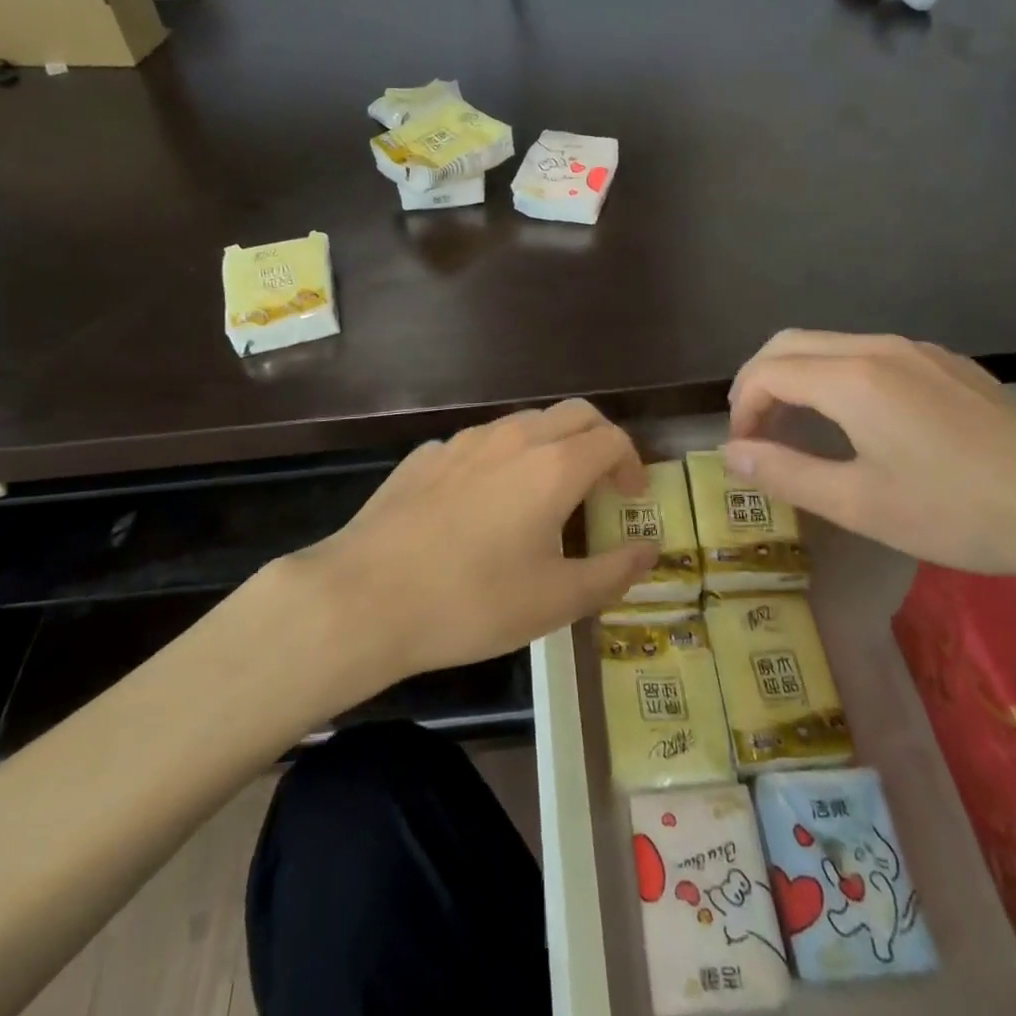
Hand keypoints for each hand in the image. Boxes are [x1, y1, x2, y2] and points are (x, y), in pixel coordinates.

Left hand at [293, 400, 658, 683]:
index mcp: (553, 466)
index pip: (611, 438)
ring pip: (524, 423)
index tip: (630, 498)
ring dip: (550, 446)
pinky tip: (482, 506)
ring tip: (544, 496)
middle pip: (573, 414)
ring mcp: (464, 441)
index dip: (632, 463)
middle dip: (598, 440)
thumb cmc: (472, 601)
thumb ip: (613, 573)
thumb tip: (650, 552)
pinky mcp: (426, 455)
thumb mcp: (555, 601)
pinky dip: (501, 460)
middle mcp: (513, 438)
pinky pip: (479, 444)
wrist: (365, 596)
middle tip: (600, 485)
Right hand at [724, 331, 1015, 581]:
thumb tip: (731, 454)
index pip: (767, 373)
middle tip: (755, 430)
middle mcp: (877, 347)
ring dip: (797, 376)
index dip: (742, 409)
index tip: (745, 450)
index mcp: (851, 378)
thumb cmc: (957, 511)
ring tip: (796, 426)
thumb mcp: (859, 503)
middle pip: (790, 343)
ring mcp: (916, 349)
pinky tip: (855, 419)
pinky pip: (868, 352)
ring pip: (829, 344)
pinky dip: (835, 374)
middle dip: (759, 381)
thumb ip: (785, 473)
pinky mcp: (945, 362)